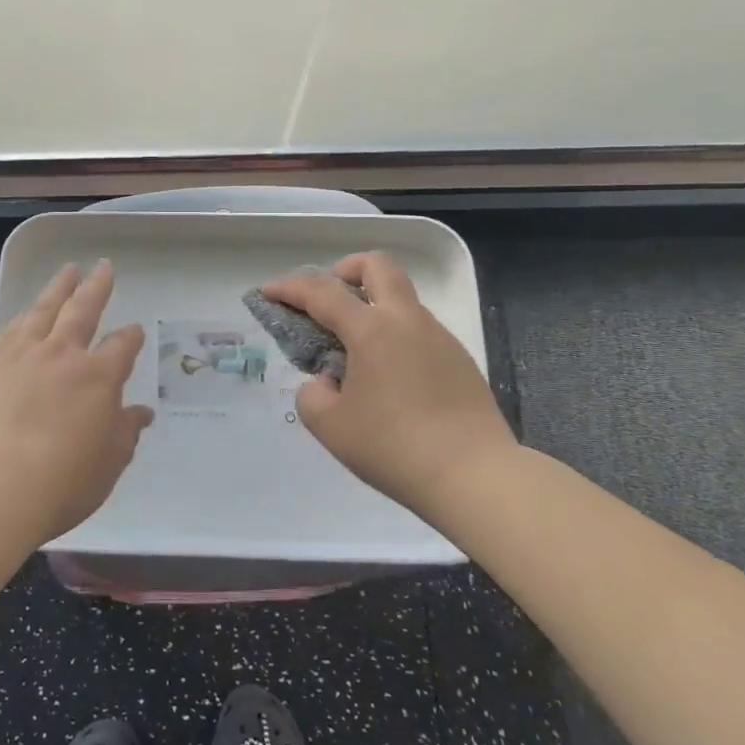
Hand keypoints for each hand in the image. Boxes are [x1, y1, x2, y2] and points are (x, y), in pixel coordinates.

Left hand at [0, 260, 153, 542]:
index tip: (135, 331)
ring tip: (68, 270)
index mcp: (98, 376)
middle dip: (97, 287)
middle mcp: (63, 355)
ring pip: (44, 309)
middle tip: (104, 266)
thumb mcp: (108, 464)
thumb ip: (125, 432)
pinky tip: (25, 314)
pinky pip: (11, 330)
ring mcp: (22, 355)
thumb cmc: (61, 482)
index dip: (131, 337)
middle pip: (84, 310)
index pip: (122, 347)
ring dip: (59, 288)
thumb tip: (141, 413)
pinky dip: (23, 316)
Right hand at [261, 252, 516, 513]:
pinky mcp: (460, 360)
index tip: (268, 291)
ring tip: (354, 349)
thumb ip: (314, 394)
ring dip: (372, 305)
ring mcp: (439, 337)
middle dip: (345, 270)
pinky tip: (388, 376)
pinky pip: (419, 329)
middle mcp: (407, 321)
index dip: (289, 288)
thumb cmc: (394, 448)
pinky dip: (394, 334)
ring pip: (401, 298)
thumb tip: (330, 381)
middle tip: (327, 297)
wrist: (476, 477)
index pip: (322, 293)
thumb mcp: (331, 427)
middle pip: (377, 267)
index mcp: (372, 330)